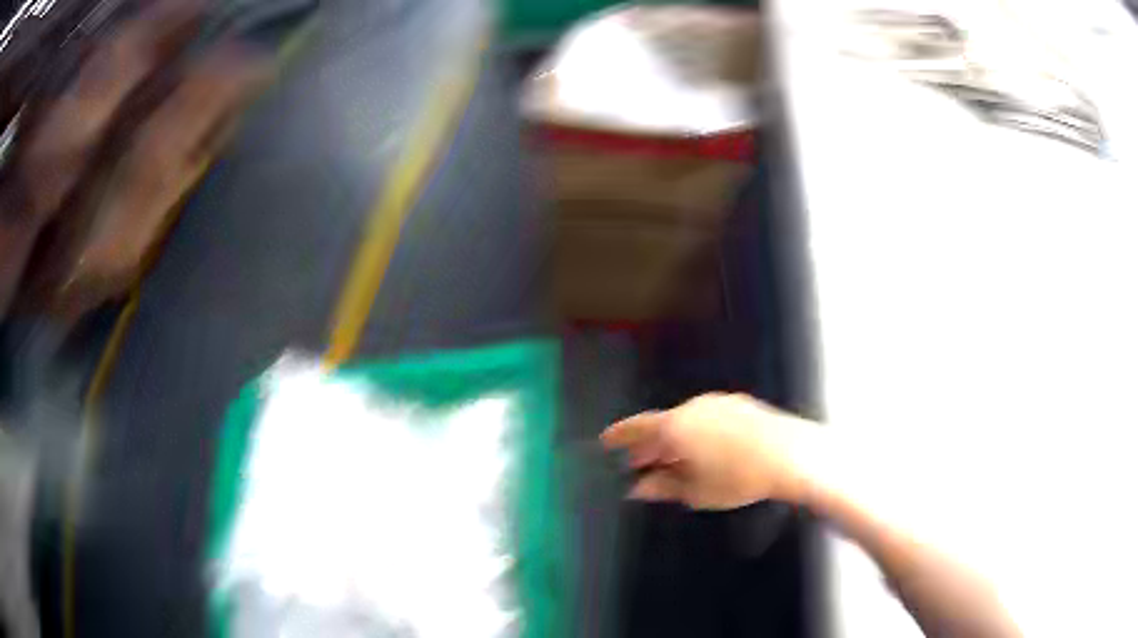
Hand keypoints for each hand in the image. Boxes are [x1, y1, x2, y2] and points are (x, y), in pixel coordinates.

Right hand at [601, 393, 815, 508]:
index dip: (620, 435)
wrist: (790, 455)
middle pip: (662, 425)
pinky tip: (703, 452)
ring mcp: (718, 403)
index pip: (638, 427)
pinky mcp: (739, 405)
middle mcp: (693, 407)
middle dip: (648, 445)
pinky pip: (706, 419)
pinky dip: (695, 434)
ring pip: (685, 422)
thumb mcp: (696, 491)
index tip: (605, 441)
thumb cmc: (737, 478)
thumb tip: (638, 488)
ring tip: (671, 462)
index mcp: (676, 426)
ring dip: (673, 441)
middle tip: (638, 464)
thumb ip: (664, 487)